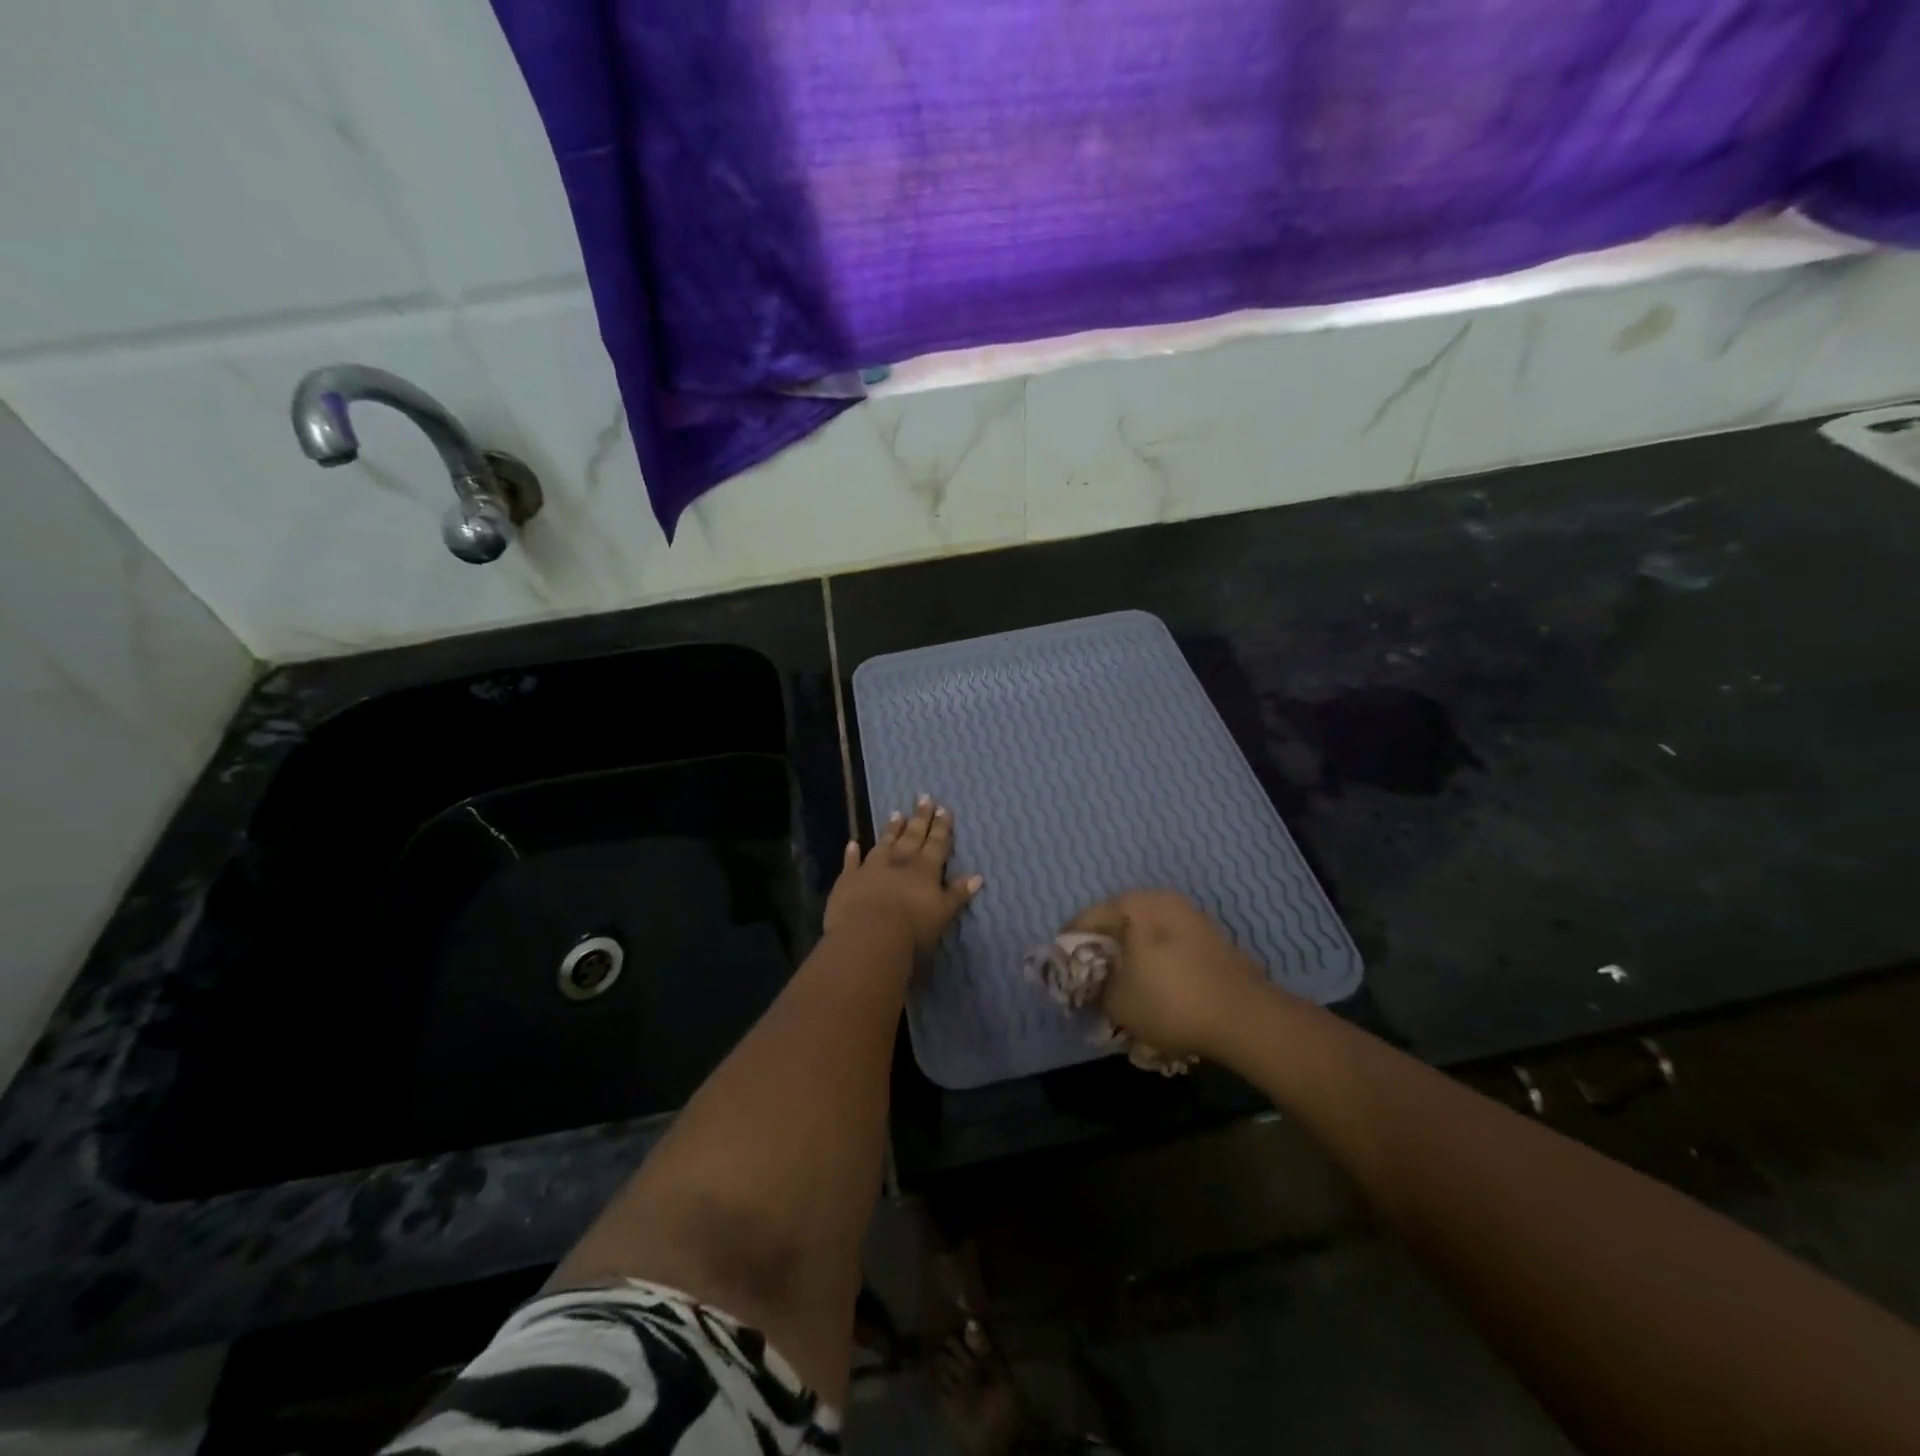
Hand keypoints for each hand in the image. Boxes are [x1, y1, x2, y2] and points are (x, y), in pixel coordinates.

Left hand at [824, 796, 982, 953]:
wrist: (869, 935)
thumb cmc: (913, 928)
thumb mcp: (944, 913)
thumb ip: (958, 893)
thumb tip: (978, 876)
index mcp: (925, 869)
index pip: (936, 843)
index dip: (941, 826)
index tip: (943, 808)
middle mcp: (900, 862)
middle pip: (913, 836)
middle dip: (920, 818)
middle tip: (924, 797)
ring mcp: (872, 867)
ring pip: (884, 843)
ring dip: (891, 829)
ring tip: (897, 813)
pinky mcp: (849, 879)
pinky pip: (851, 862)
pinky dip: (852, 853)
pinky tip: (852, 843)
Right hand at [1066, 890, 1272, 1058]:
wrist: (1245, 1017)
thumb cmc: (1170, 1001)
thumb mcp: (1117, 1000)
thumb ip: (1093, 984)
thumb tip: (1090, 979)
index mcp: (1133, 905)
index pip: (1086, 919)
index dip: (1068, 946)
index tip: (1060, 970)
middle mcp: (1161, 899)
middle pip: (1117, 921)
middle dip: (1102, 948)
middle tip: (1089, 977)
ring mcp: (1190, 915)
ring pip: (1145, 932)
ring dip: (1130, 954)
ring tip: (1122, 984)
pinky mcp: (1211, 936)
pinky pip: (1169, 943)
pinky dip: (1155, 960)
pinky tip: (1154, 986)